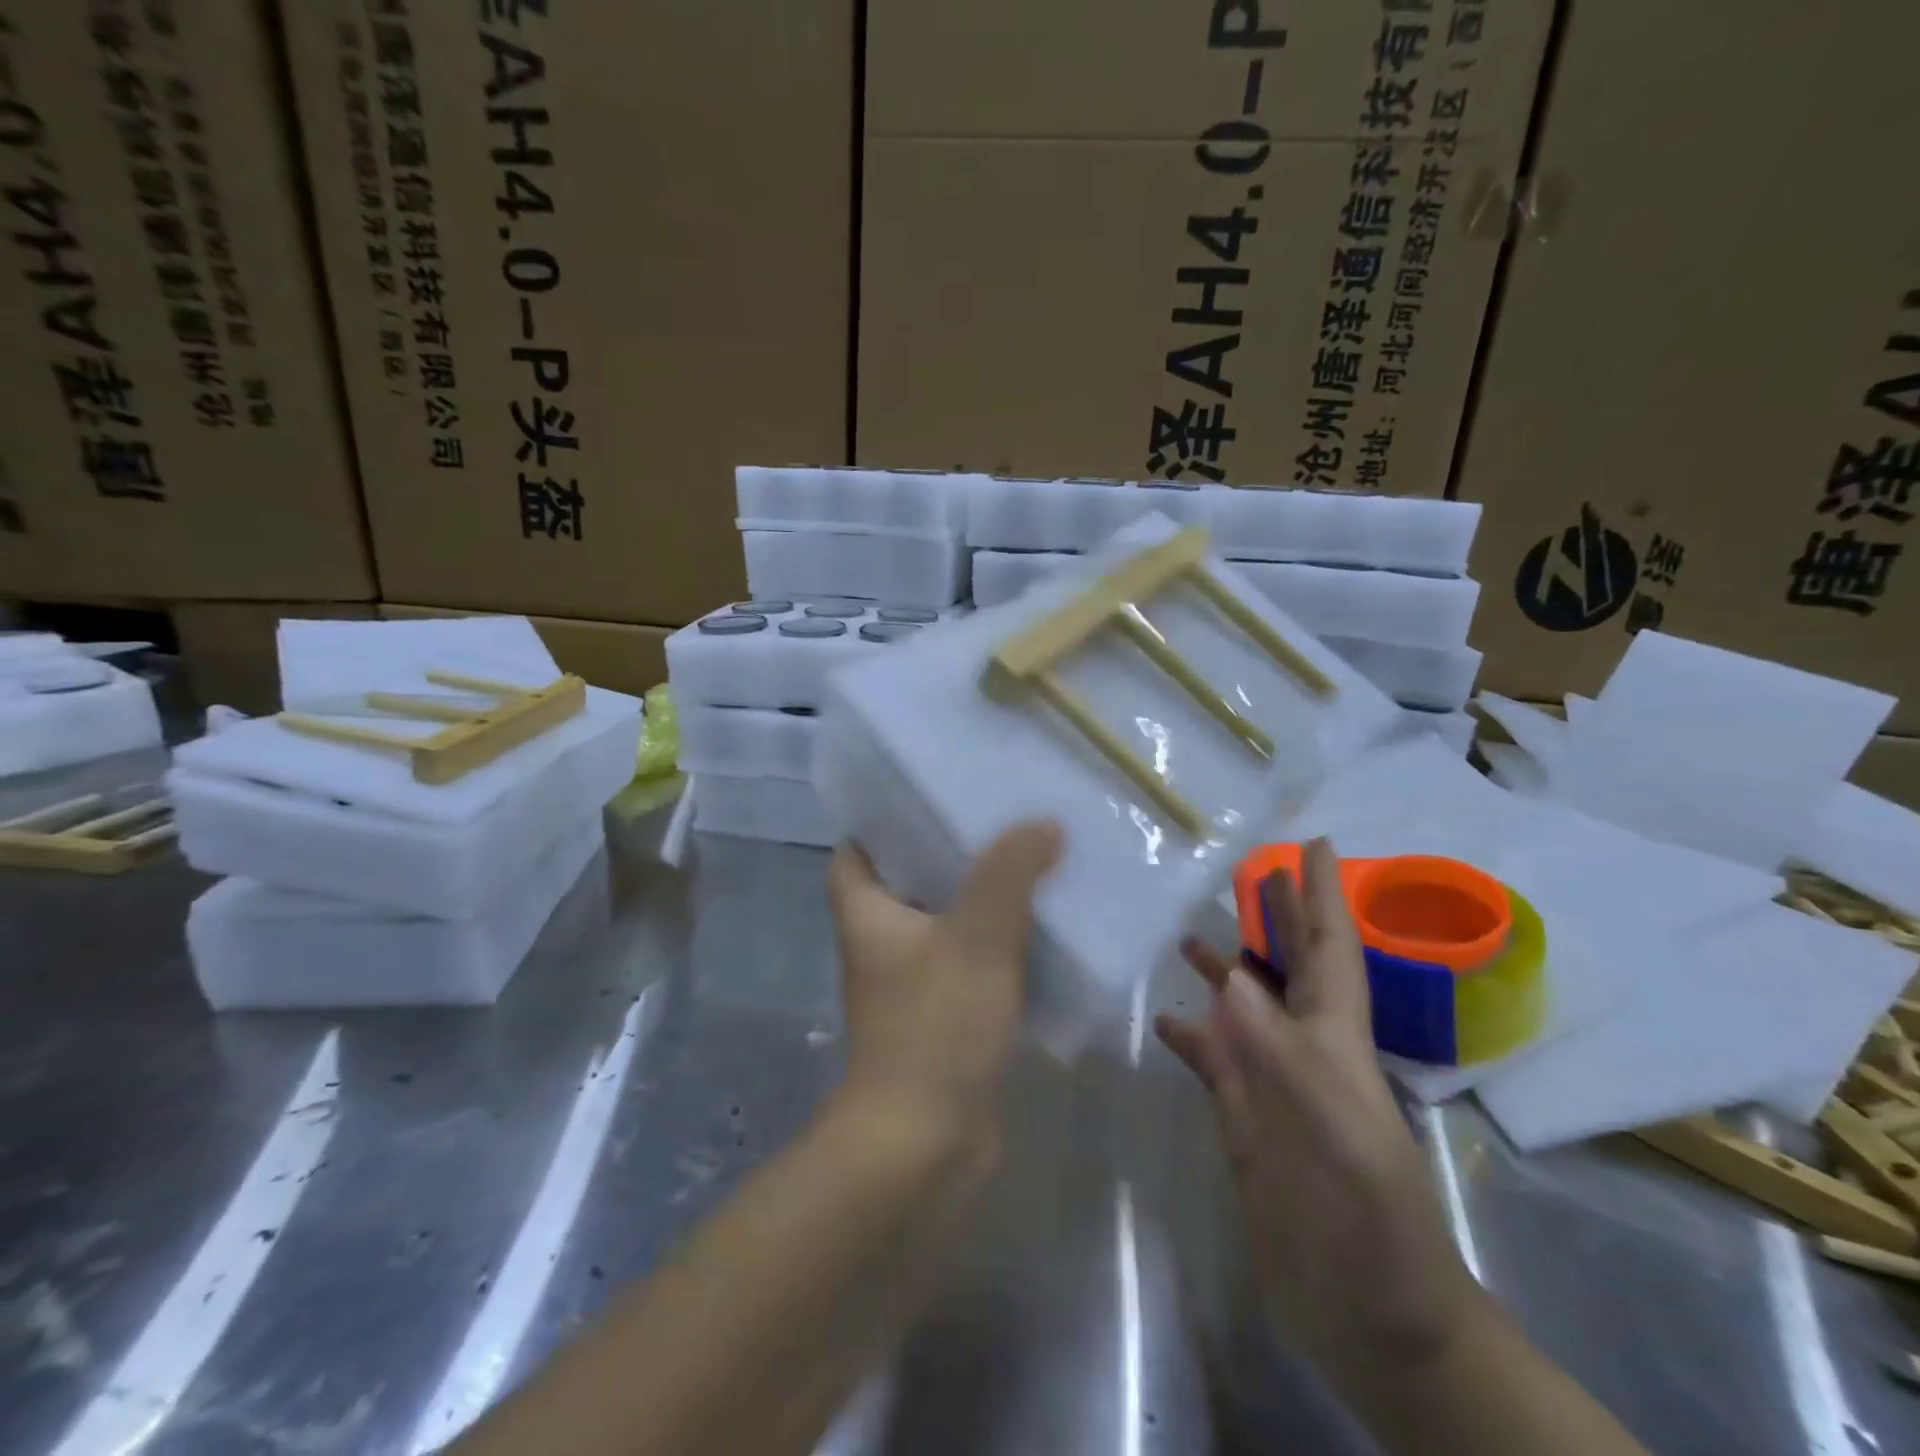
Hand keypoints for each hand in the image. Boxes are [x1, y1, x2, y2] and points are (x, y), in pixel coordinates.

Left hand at [827, 821, 1062, 1155]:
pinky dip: (1001, 950)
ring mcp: (913, 987)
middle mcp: (882, 946)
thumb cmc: (935, 1027)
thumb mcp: (977, 936)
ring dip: (983, 902)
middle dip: (950, 855)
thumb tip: (1041, 823)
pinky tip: (1045, 932)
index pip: (855, 853)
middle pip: (910, 883)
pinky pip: (974, 968)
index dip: (883, 823)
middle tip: (1000, 822)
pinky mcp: (946, 1021)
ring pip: (947, 926)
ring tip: (1032, 864)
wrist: (926, 1147)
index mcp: (867, 915)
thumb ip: (1009, 873)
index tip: (929, 796)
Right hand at [1155, 839, 1486, 1382]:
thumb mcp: (1337, 1137)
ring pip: (1243, 1008)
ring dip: (1223, 968)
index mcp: (1334, 1042)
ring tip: (1187, 934)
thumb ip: (1281, 1055)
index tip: (1314, 844)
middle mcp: (1301, 1051)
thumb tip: (1231, 977)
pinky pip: (1211, 1059)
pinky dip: (1189, 1033)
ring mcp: (1269, 1086)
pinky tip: (1164, 1018)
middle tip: (1247, 869)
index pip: (1331, 951)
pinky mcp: (1242, 1120)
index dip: (1324, 896)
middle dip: (1275, 916)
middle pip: (1286, 967)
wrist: (1373, 1321)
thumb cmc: (1372, 1226)